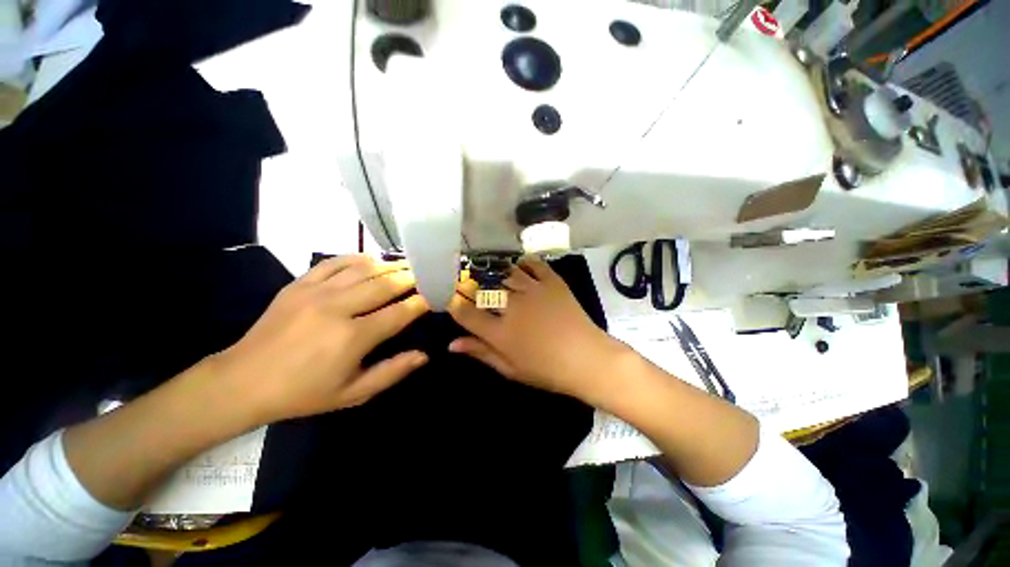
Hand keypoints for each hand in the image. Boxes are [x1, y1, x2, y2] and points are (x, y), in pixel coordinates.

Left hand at [211, 255, 429, 423]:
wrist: (242, 382)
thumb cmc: (303, 393)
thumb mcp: (352, 394)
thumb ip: (392, 372)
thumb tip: (424, 355)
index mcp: (352, 337)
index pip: (400, 312)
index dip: (421, 302)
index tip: (436, 295)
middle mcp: (338, 308)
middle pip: (385, 284)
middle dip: (411, 277)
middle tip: (428, 273)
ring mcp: (316, 292)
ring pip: (363, 269)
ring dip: (390, 265)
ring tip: (407, 264)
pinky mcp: (299, 284)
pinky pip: (334, 262)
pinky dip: (356, 258)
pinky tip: (371, 259)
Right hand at [447, 257, 623, 402]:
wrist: (587, 359)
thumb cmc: (546, 370)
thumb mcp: (510, 369)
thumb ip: (481, 353)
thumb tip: (451, 344)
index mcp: (500, 332)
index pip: (466, 313)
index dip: (453, 304)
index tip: (451, 301)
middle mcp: (512, 306)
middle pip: (482, 289)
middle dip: (469, 285)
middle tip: (466, 285)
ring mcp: (533, 290)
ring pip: (504, 273)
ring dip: (493, 272)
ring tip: (489, 274)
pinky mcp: (552, 282)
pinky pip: (533, 264)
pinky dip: (523, 262)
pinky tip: (519, 266)